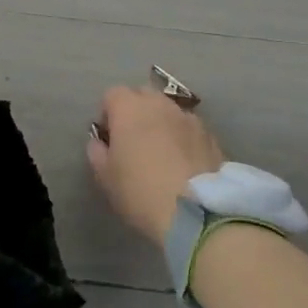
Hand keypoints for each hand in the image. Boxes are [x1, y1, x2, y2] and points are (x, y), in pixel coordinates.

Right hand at [87, 86, 224, 244]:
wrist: (196, 212)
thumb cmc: (140, 191)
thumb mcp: (106, 177)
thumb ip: (97, 153)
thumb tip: (99, 142)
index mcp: (129, 108)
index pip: (112, 95)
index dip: (107, 115)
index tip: (109, 140)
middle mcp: (160, 104)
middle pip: (142, 96)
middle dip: (135, 113)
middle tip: (134, 143)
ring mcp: (188, 117)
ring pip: (168, 111)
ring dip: (161, 124)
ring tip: (161, 154)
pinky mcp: (210, 135)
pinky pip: (189, 128)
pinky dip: (183, 138)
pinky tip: (183, 164)